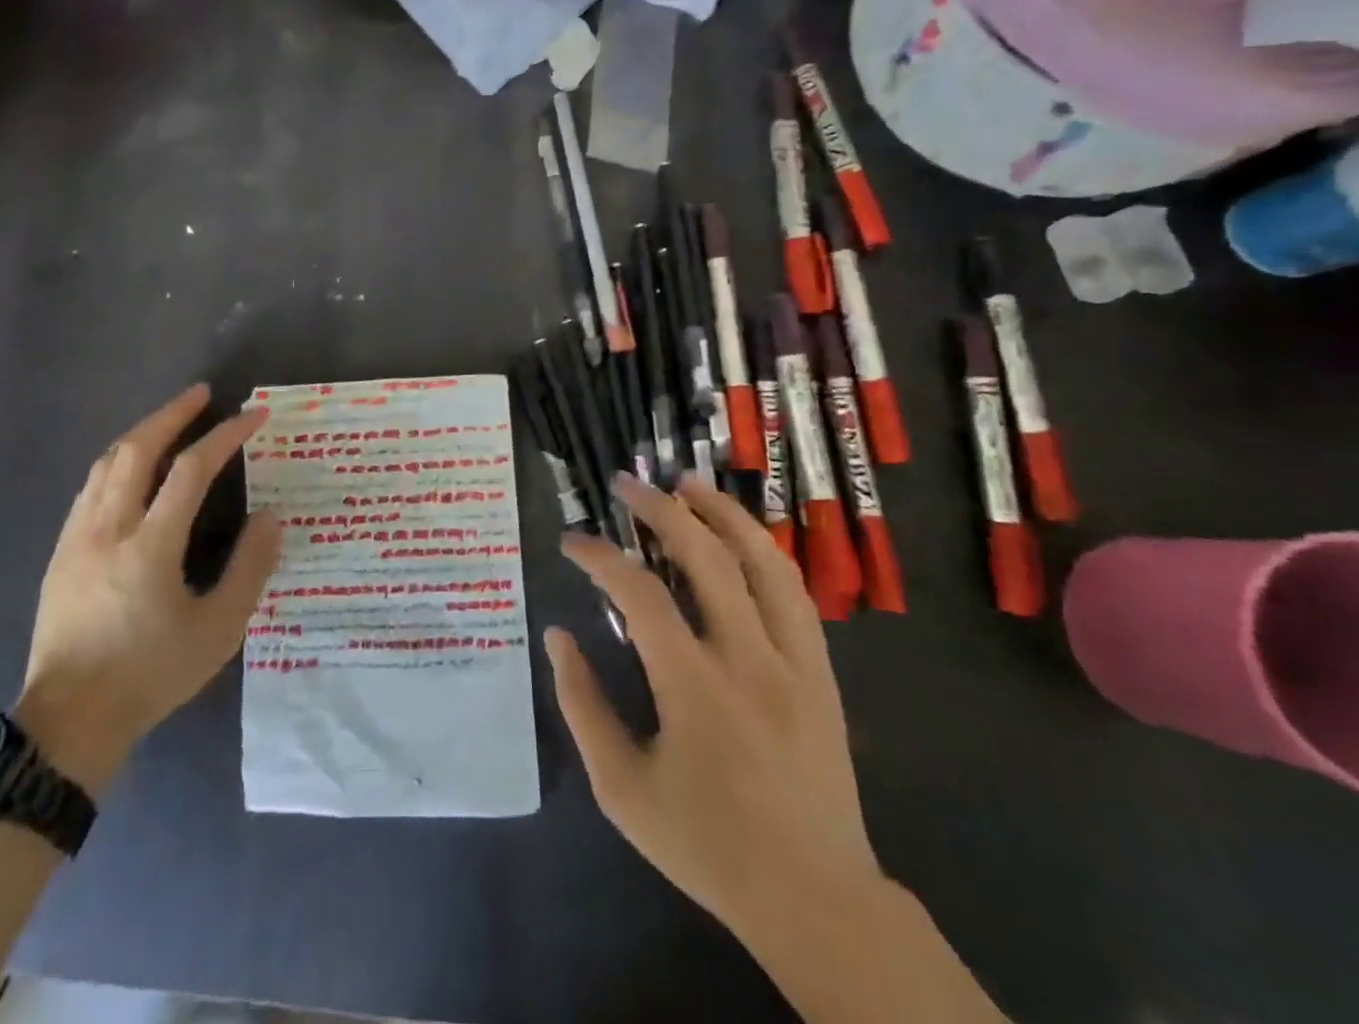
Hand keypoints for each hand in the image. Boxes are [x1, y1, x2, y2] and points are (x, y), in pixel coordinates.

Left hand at [16, 384, 280, 796]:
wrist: (69, 722)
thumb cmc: (150, 675)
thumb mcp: (217, 631)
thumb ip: (249, 569)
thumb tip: (271, 516)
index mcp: (149, 546)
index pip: (191, 470)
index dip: (225, 436)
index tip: (253, 415)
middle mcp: (108, 528)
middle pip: (137, 449)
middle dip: (173, 414)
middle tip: (202, 394)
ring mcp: (77, 537)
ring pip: (106, 463)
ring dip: (142, 432)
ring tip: (170, 420)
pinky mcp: (61, 551)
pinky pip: (90, 486)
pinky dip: (118, 461)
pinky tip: (131, 467)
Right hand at [545, 473, 884, 943]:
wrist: (814, 898)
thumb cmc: (706, 843)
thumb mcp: (620, 787)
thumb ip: (582, 705)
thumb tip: (558, 636)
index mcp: (694, 687)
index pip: (639, 593)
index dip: (599, 557)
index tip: (572, 542)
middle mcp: (748, 659)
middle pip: (707, 556)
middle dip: (661, 509)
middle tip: (628, 484)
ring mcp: (794, 662)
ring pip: (763, 562)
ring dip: (723, 513)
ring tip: (689, 482)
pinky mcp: (822, 672)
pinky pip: (793, 593)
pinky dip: (763, 551)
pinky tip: (740, 535)